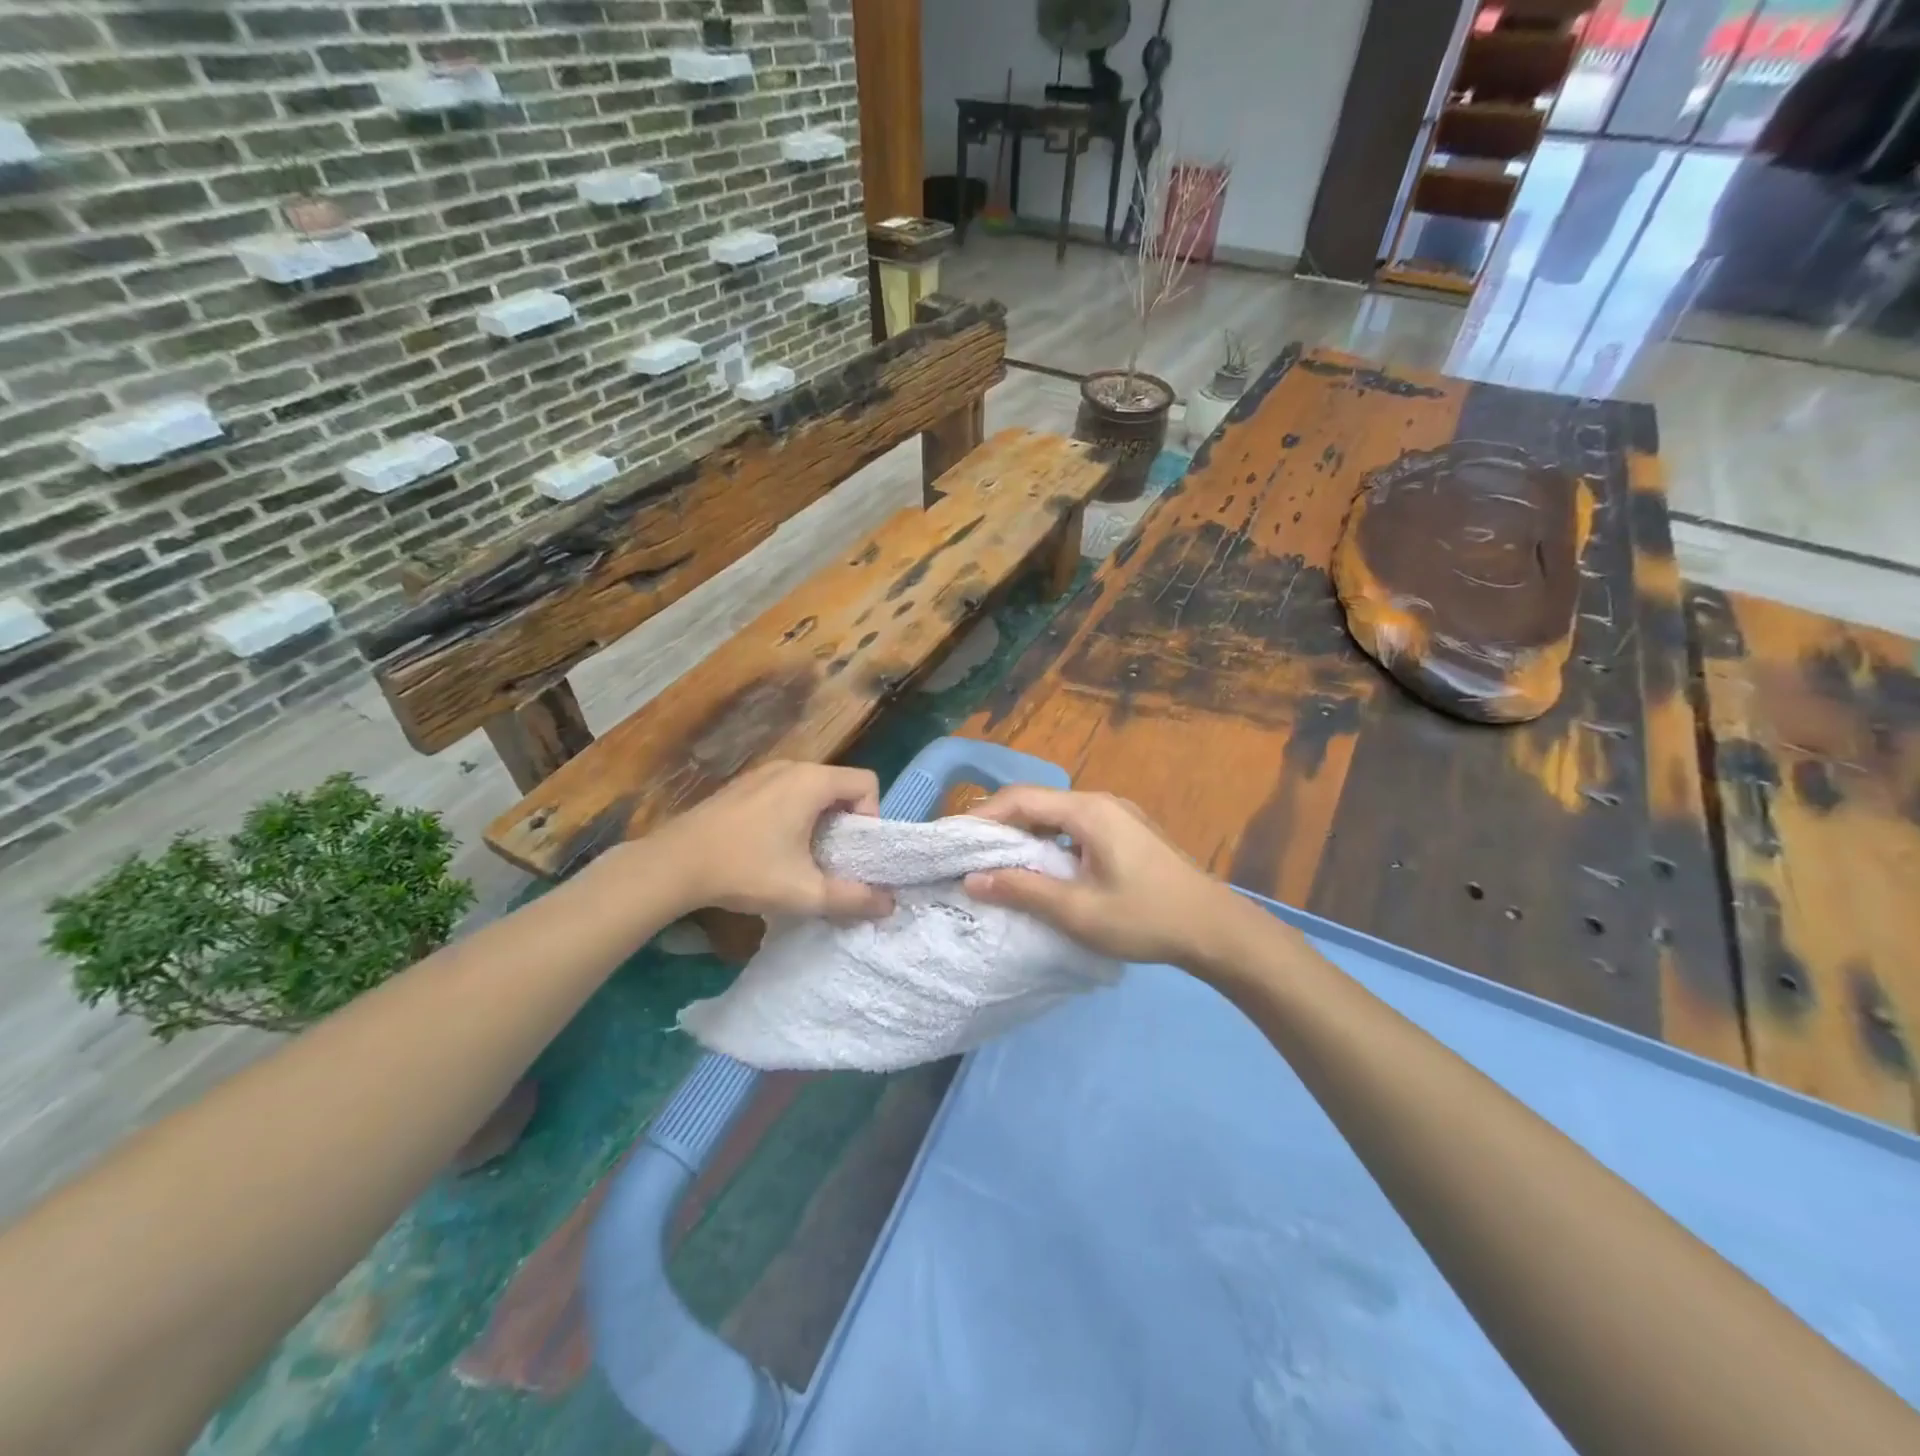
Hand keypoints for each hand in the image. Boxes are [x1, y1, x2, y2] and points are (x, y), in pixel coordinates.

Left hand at [648, 761, 894, 920]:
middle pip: (840, 785)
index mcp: (812, 782)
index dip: (871, 817)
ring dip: (819, 819)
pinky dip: (793, 813)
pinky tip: (770, 847)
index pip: (867, 783)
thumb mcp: (805, 893)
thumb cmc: (746, 871)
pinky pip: (786, 791)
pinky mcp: (742, 784)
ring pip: (812, 789)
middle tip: (831, 858)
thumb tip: (889, 905)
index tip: (852, 851)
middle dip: (846, 822)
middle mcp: (791, 766)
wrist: (673, 865)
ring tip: (802, 856)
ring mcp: (763, 772)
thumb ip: (853, 899)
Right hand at [962, 787, 1257, 968]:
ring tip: (996, 862)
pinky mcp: (1128, 833)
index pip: (1020, 800)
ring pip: (1056, 815)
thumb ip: (1022, 890)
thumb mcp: (1078, 911)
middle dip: (999, 825)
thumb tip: (971, 879)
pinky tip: (1042, 868)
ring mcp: (1118, 815)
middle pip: (1037, 803)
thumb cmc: (1146, 918)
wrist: (1216, 930)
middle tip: (968, 853)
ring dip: (1025, 834)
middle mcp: (1101, 802)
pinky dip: (1049, 841)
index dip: (981, 817)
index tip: (952, 841)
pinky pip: (1075, 827)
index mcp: (1088, 811)